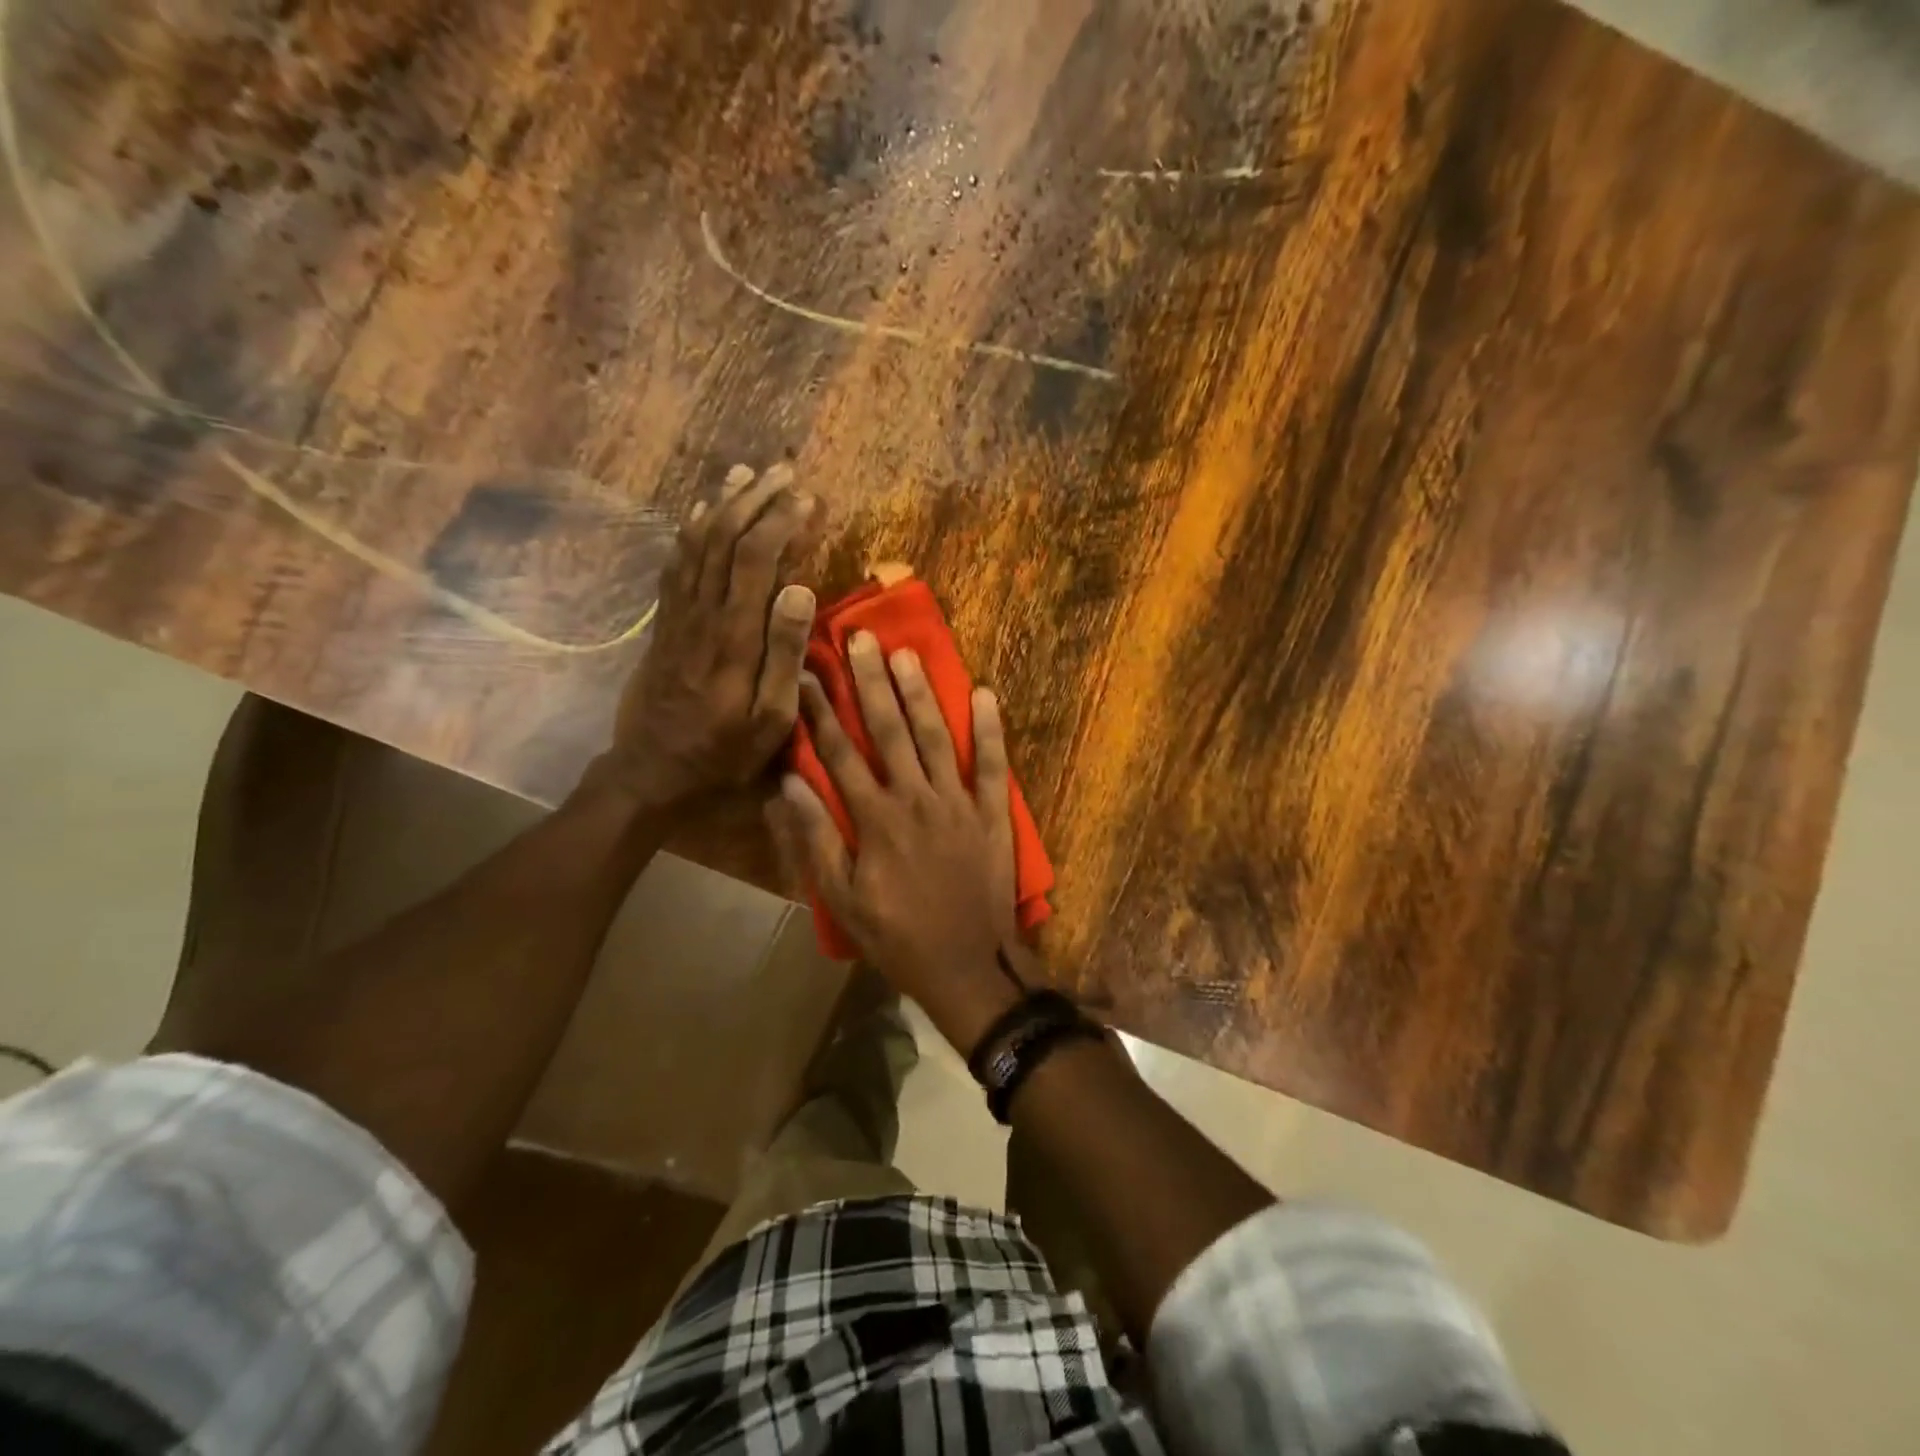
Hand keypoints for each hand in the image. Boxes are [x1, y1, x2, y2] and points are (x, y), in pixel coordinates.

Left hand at [600, 463, 817, 809]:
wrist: (650, 772)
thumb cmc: (722, 753)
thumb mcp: (770, 720)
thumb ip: (785, 655)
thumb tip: (801, 591)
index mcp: (733, 637)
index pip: (755, 560)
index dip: (780, 522)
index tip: (807, 498)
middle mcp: (702, 615)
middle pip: (723, 539)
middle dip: (754, 499)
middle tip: (783, 470)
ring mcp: (678, 616)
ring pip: (697, 544)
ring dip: (722, 505)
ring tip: (745, 473)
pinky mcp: (665, 624)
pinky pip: (675, 565)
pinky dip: (690, 532)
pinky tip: (700, 512)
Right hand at [767, 632, 1027, 1052]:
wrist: (969, 965)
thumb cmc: (897, 937)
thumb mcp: (842, 900)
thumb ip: (816, 840)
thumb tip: (790, 783)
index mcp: (875, 819)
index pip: (839, 753)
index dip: (821, 711)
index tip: (808, 673)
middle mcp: (916, 798)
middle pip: (889, 730)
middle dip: (871, 682)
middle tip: (860, 638)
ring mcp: (959, 802)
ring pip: (937, 736)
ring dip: (921, 693)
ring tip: (906, 653)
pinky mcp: (993, 813)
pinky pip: (994, 764)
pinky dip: (991, 729)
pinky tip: (984, 693)